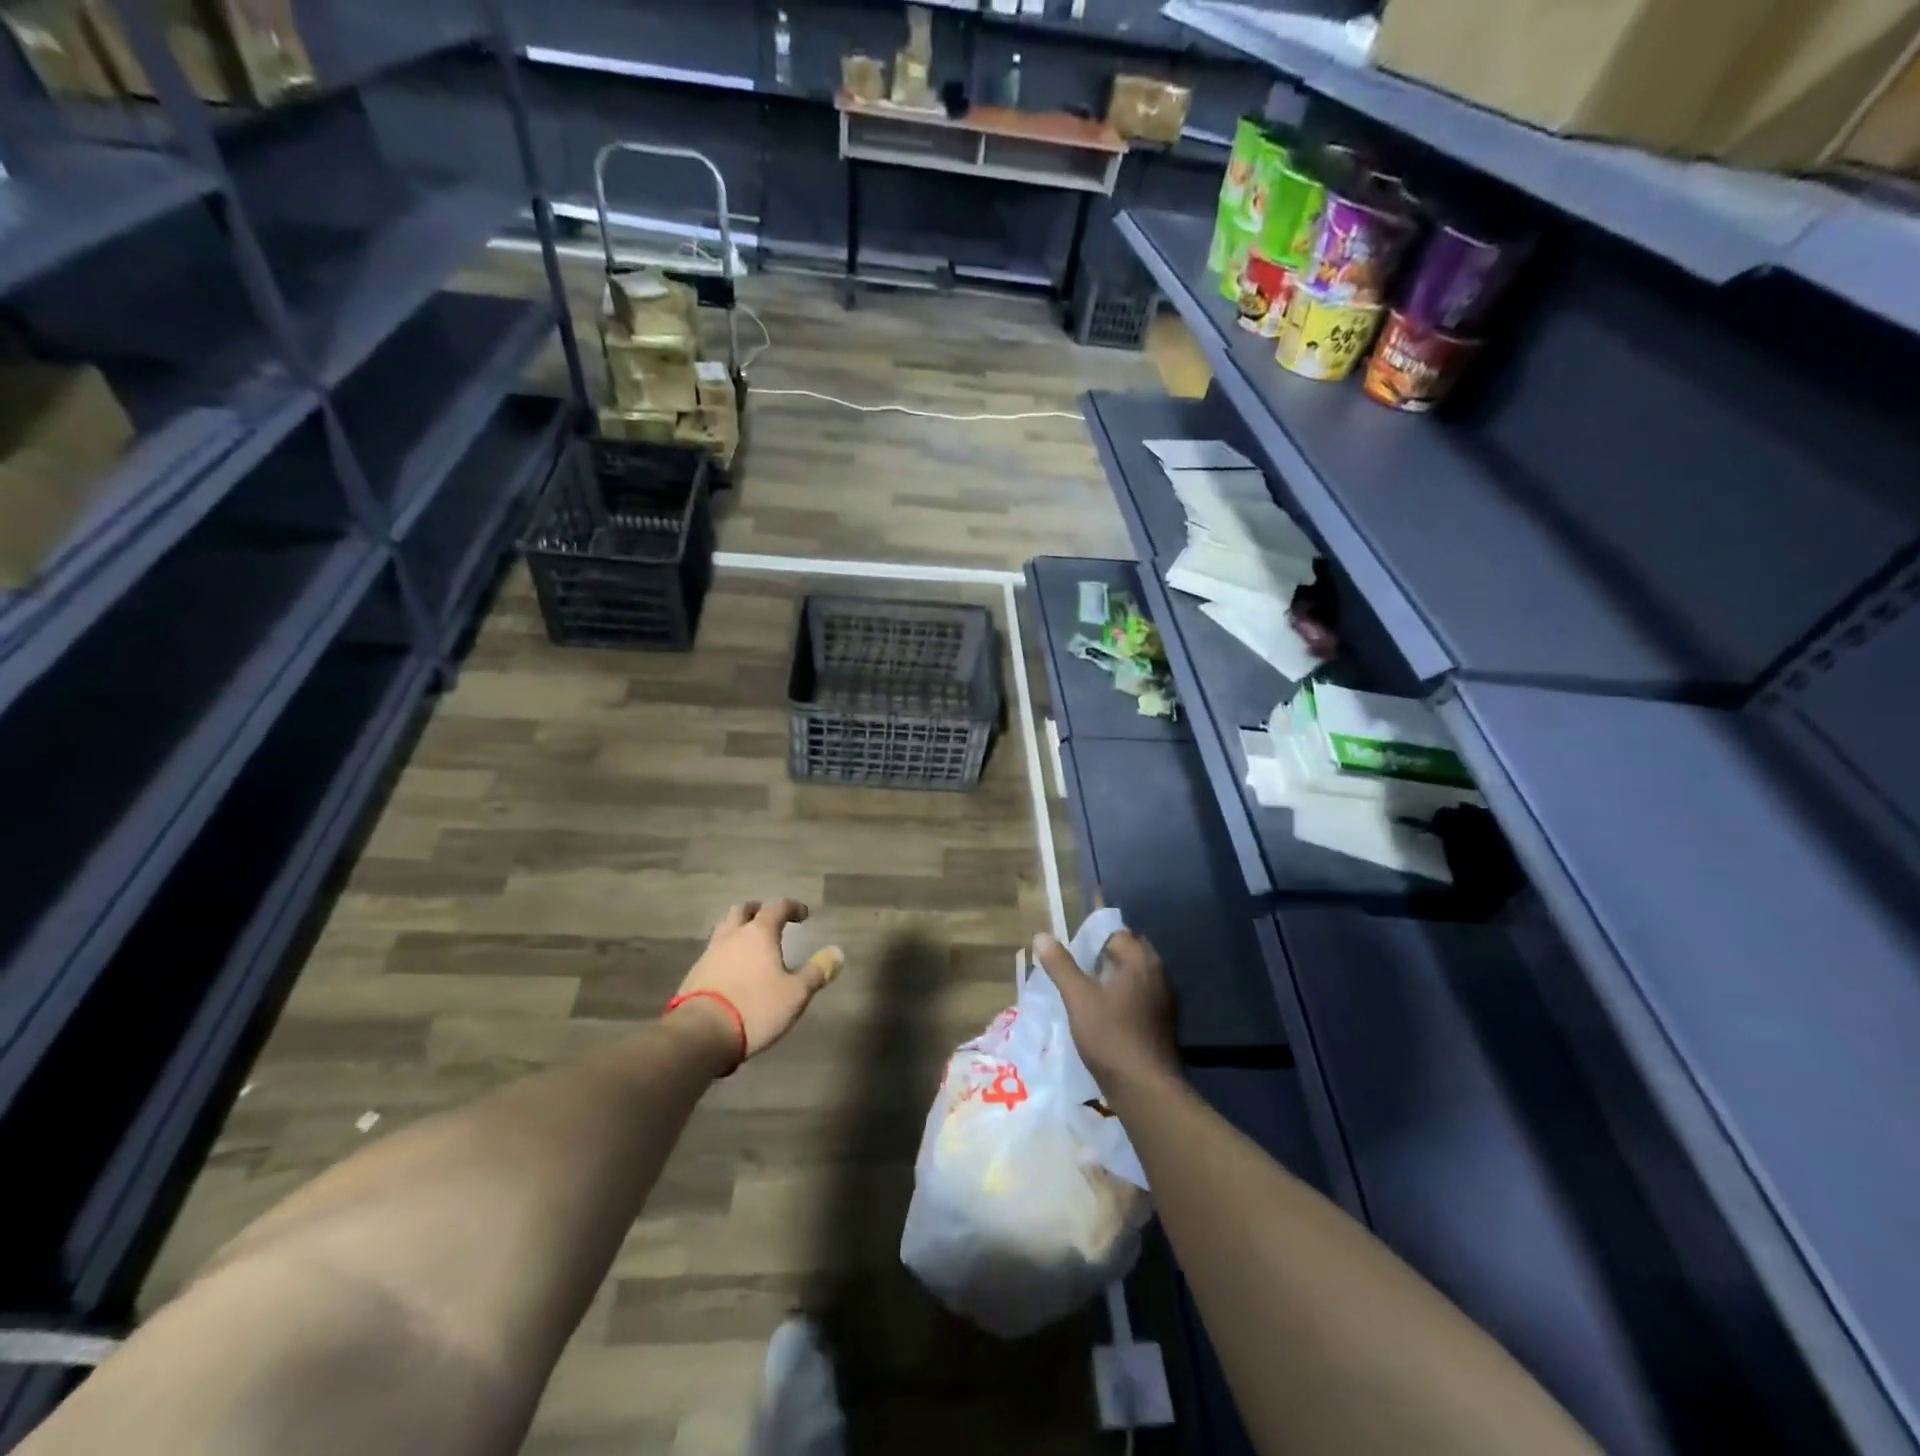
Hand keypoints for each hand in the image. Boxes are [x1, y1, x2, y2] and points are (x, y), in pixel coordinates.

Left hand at [669, 901, 843, 1066]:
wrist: (700, 1035)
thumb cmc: (755, 1008)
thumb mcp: (795, 994)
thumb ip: (817, 972)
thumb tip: (837, 953)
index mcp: (759, 933)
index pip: (777, 907)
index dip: (792, 907)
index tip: (803, 915)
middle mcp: (732, 936)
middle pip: (743, 910)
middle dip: (758, 911)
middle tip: (770, 920)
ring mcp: (709, 954)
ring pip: (724, 930)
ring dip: (739, 931)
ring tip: (751, 946)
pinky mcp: (694, 974)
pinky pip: (713, 953)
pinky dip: (726, 954)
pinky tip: (733, 971)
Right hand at [1033, 929, 1177, 1090]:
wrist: (1146, 1088)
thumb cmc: (1110, 1036)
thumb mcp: (1078, 998)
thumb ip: (1061, 965)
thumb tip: (1042, 936)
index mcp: (1141, 961)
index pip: (1117, 934)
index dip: (1093, 940)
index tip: (1073, 956)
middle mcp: (1160, 974)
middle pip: (1130, 953)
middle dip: (1106, 957)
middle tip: (1080, 973)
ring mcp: (1166, 1000)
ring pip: (1137, 976)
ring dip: (1116, 978)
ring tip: (1089, 993)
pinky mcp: (1165, 1022)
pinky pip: (1143, 997)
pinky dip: (1126, 998)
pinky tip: (1108, 1015)